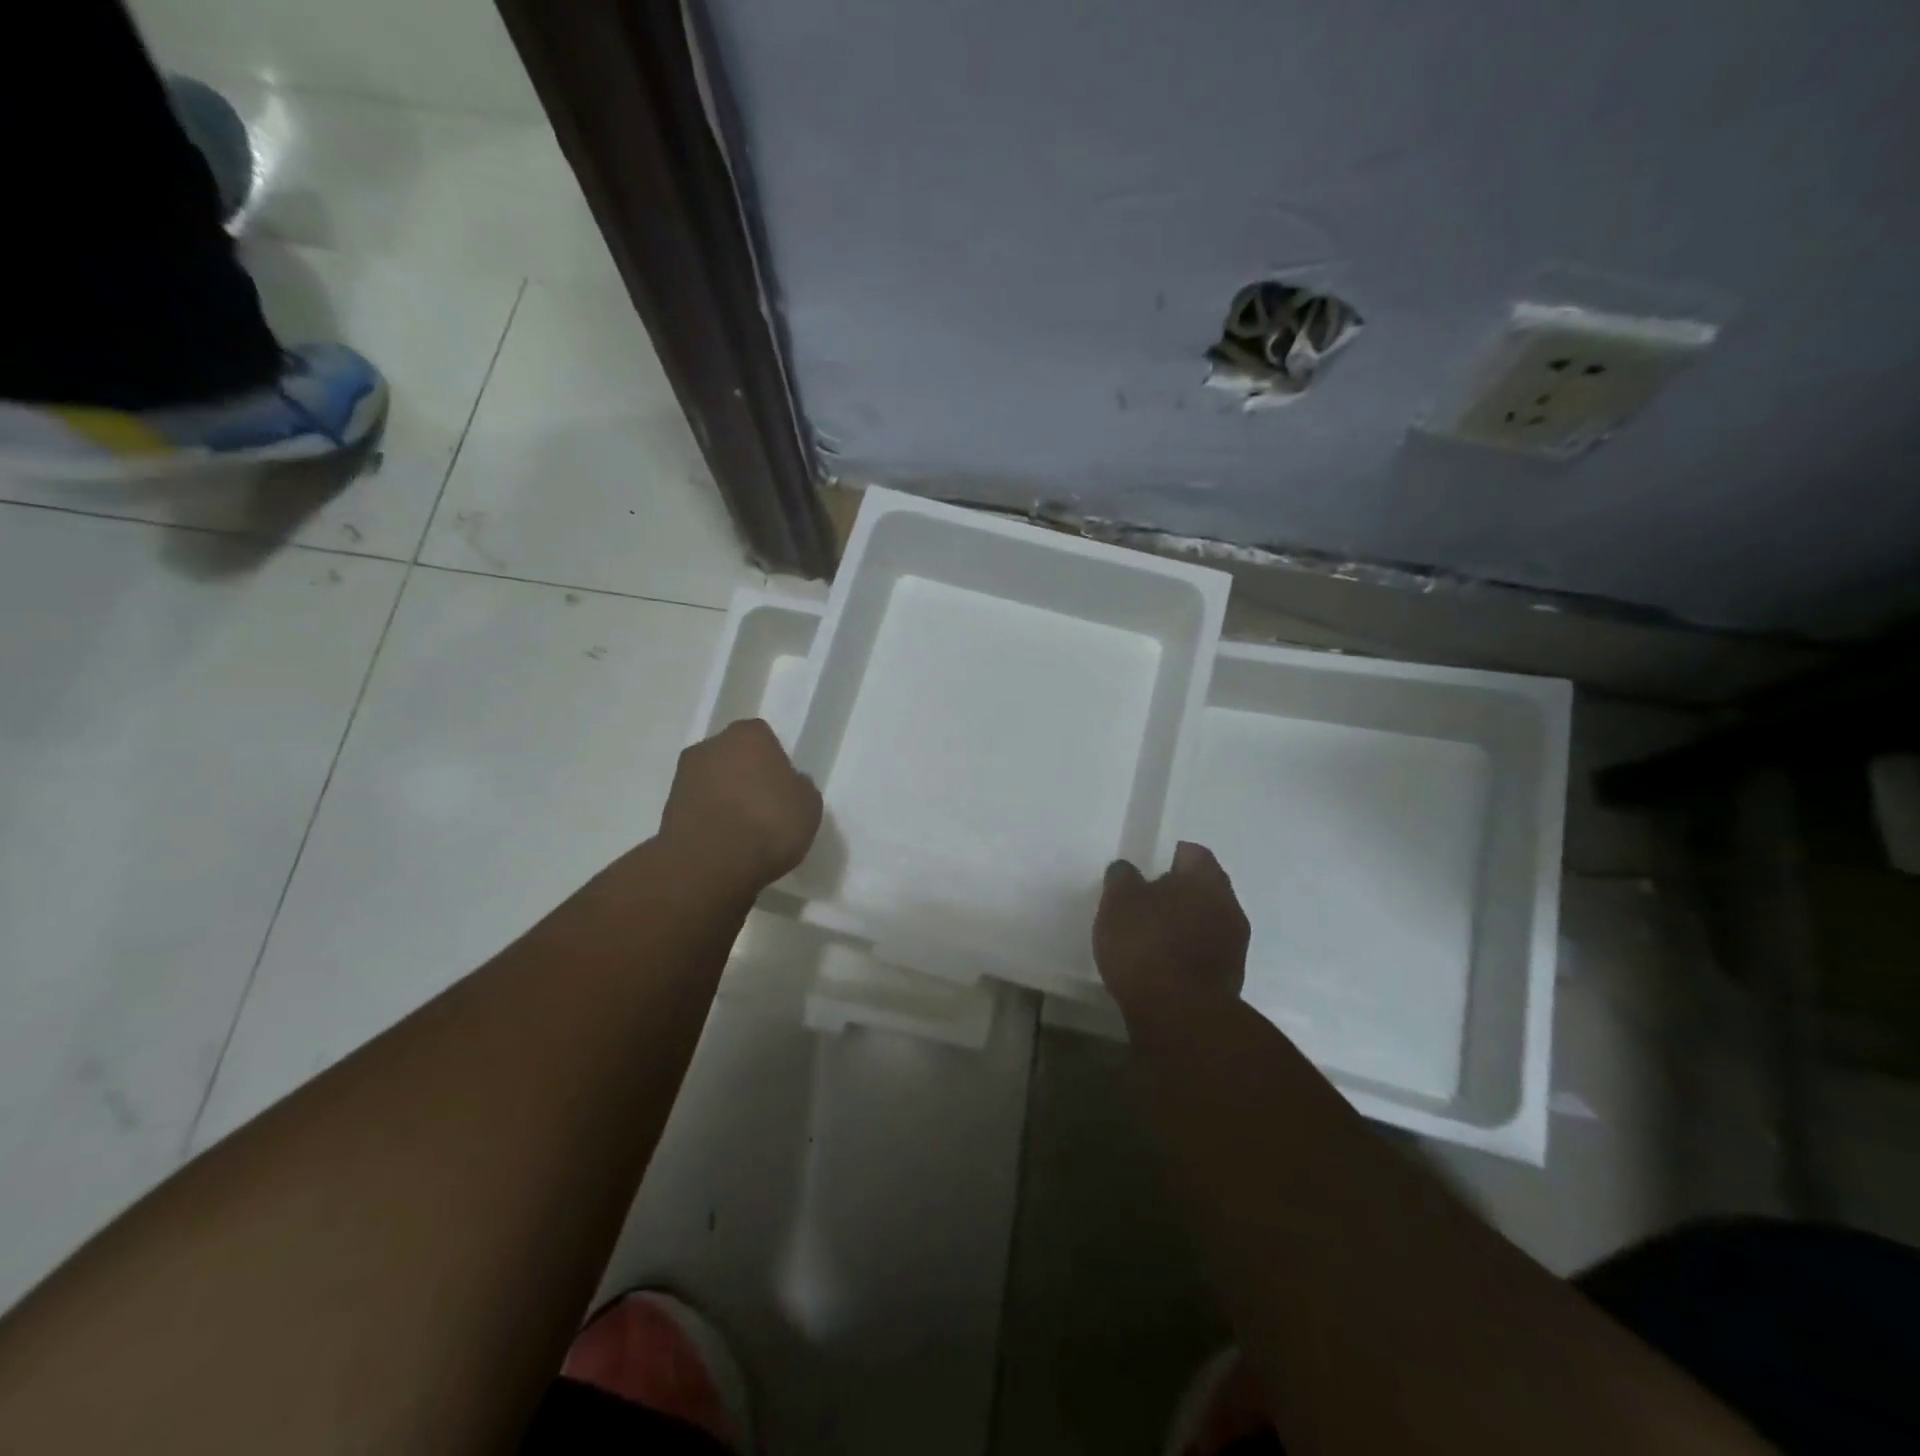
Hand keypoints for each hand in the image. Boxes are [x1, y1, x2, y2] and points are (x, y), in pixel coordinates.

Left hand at [659, 719, 822, 888]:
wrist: (710, 864)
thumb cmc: (769, 824)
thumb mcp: (809, 806)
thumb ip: (799, 787)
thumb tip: (789, 784)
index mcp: (749, 735)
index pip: (764, 739)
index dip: (774, 763)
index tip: (782, 789)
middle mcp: (711, 745)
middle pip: (733, 756)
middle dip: (745, 776)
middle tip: (763, 808)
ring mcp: (684, 775)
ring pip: (713, 781)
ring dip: (724, 798)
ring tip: (743, 831)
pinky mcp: (667, 807)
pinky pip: (698, 807)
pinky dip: (708, 819)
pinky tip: (723, 843)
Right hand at [1093, 841, 1249, 1017]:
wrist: (1180, 1017)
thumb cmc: (1147, 946)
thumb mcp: (1119, 902)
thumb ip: (1123, 878)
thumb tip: (1128, 870)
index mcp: (1206, 879)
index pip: (1193, 853)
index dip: (1168, 857)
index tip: (1146, 869)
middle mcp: (1229, 906)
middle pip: (1203, 888)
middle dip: (1177, 892)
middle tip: (1144, 902)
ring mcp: (1235, 945)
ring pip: (1206, 920)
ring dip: (1183, 924)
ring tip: (1150, 937)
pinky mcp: (1230, 979)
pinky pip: (1206, 952)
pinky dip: (1187, 952)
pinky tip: (1162, 965)